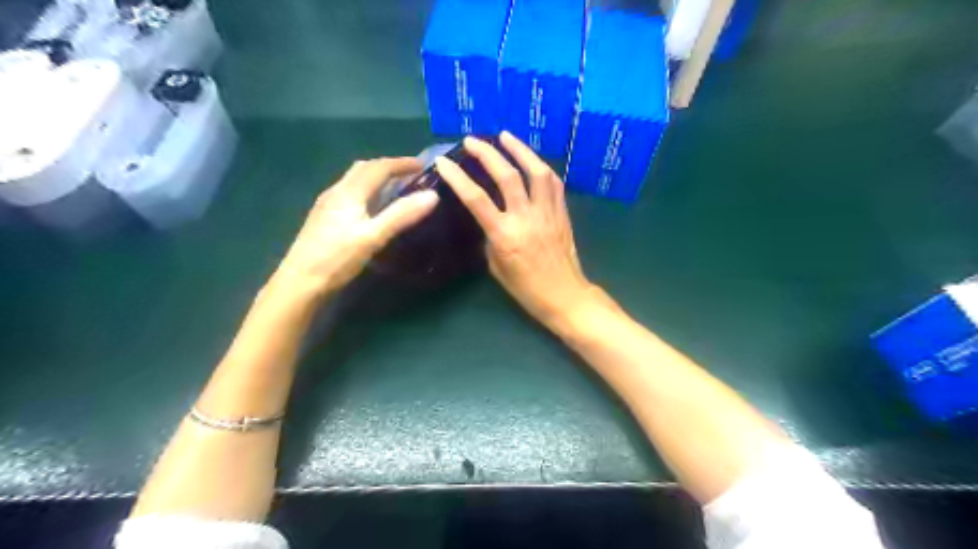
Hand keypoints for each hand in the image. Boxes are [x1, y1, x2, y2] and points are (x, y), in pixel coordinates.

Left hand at [272, 157, 437, 297]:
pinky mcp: (324, 218)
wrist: (299, 282)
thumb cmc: (337, 259)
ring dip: (377, 177)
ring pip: (355, 180)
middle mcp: (336, 192)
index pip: (379, 167)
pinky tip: (371, 207)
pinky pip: (350, 193)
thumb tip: (433, 195)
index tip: (424, 166)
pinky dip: (367, 190)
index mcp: (349, 192)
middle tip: (411, 174)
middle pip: (364, 168)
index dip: (402, 163)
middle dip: (389, 166)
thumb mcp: (373, 237)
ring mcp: (327, 204)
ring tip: (396, 187)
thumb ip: (401, 215)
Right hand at [437, 134, 605, 328]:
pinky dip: (541, 167)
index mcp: (505, 236)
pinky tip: (532, 160)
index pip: (476, 199)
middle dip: (487, 153)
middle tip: (472, 141)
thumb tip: (489, 218)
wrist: (565, 296)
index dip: (458, 177)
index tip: (444, 162)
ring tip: (505, 136)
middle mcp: (526, 218)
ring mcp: (547, 213)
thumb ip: (490, 238)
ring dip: (520, 149)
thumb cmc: (526, 289)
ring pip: (536, 172)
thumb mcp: (496, 267)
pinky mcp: (562, 213)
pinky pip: (554, 183)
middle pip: (507, 176)